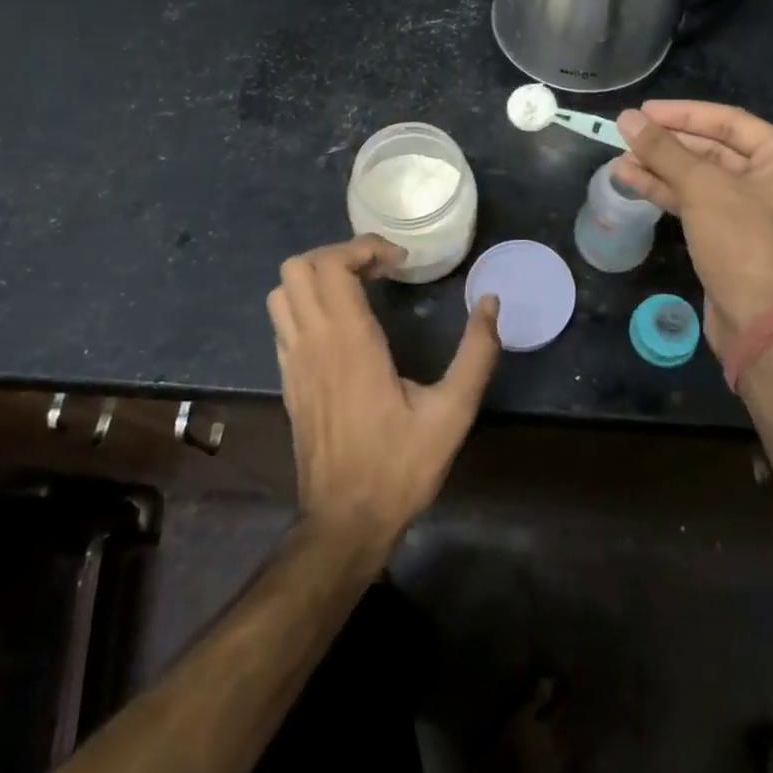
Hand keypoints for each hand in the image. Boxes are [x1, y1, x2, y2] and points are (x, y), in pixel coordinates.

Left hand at [267, 236, 500, 562]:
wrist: (343, 524)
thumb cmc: (399, 467)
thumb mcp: (452, 413)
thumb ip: (476, 354)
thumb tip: (490, 303)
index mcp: (350, 342)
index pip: (333, 265)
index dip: (364, 248)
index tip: (400, 261)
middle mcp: (313, 342)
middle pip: (299, 267)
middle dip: (339, 254)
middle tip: (378, 269)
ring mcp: (293, 361)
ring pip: (283, 291)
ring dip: (317, 277)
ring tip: (358, 288)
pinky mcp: (288, 380)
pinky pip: (282, 321)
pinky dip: (306, 303)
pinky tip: (340, 323)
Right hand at [613, 102, 772, 357]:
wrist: (763, 327)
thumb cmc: (744, 243)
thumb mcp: (703, 188)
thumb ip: (664, 150)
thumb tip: (627, 117)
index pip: (729, 121)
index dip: (683, 114)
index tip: (643, 111)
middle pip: (714, 149)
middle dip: (668, 144)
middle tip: (626, 134)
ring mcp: (756, 212)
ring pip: (701, 178)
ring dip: (661, 168)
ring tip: (619, 159)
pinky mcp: (734, 238)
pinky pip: (699, 203)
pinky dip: (667, 192)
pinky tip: (631, 181)